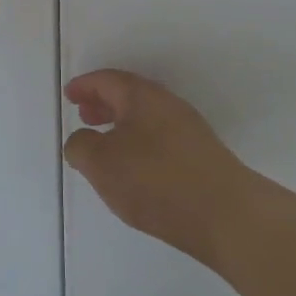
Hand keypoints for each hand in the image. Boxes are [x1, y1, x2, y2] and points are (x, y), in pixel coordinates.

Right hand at [63, 70, 260, 269]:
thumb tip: (81, 140)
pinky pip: (160, 137)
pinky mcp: (201, 156)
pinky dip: (139, 142)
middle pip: (129, 95)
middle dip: (104, 103)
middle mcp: (167, 105)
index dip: (85, 86)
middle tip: (84, 115)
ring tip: (104, 146)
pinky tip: (134, 169)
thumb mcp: (101, 163)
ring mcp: (188, 130)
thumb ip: (80, 146)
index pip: (107, 80)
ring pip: (146, 118)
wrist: (226, 215)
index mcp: (142, 96)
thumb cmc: (156, 180)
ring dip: (121, 125)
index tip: (69, 95)